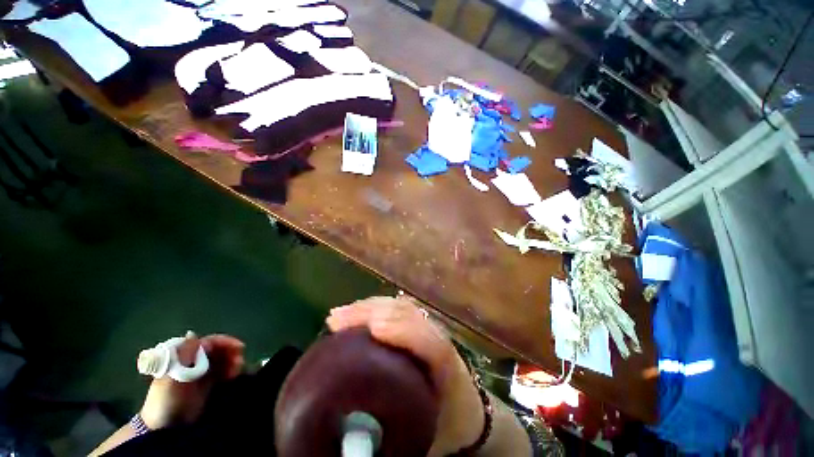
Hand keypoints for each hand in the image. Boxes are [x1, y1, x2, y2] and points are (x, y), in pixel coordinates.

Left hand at [139, 334, 244, 429]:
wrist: (165, 429)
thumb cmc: (166, 400)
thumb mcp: (173, 377)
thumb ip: (184, 356)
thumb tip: (193, 333)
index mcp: (183, 357)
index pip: (207, 342)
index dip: (224, 342)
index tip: (239, 347)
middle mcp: (193, 362)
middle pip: (217, 350)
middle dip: (231, 352)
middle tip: (241, 360)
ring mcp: (200, 373)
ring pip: (222, 360)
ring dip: (232, 361)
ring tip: (238, 369)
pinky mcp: (206, 385)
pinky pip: (222, 372)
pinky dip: (230, 371)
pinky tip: (234, 376)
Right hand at [326, 297, 484, 456]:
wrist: (465, 410)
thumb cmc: (445, 423)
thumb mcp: (424, 434)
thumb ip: (394, 439)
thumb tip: (349, 438)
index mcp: (449, 370)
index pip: (433, 344)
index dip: (405, 331)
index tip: (374, 328)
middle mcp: (439, 340)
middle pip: (410, 315)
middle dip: (374, 312)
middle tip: (338, 320)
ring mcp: (429, 329)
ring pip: (402, 308)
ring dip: (370, 307)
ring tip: (341, 315)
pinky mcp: (420, 325)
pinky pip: (398, 310)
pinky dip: (375, 307)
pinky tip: (357, 311)